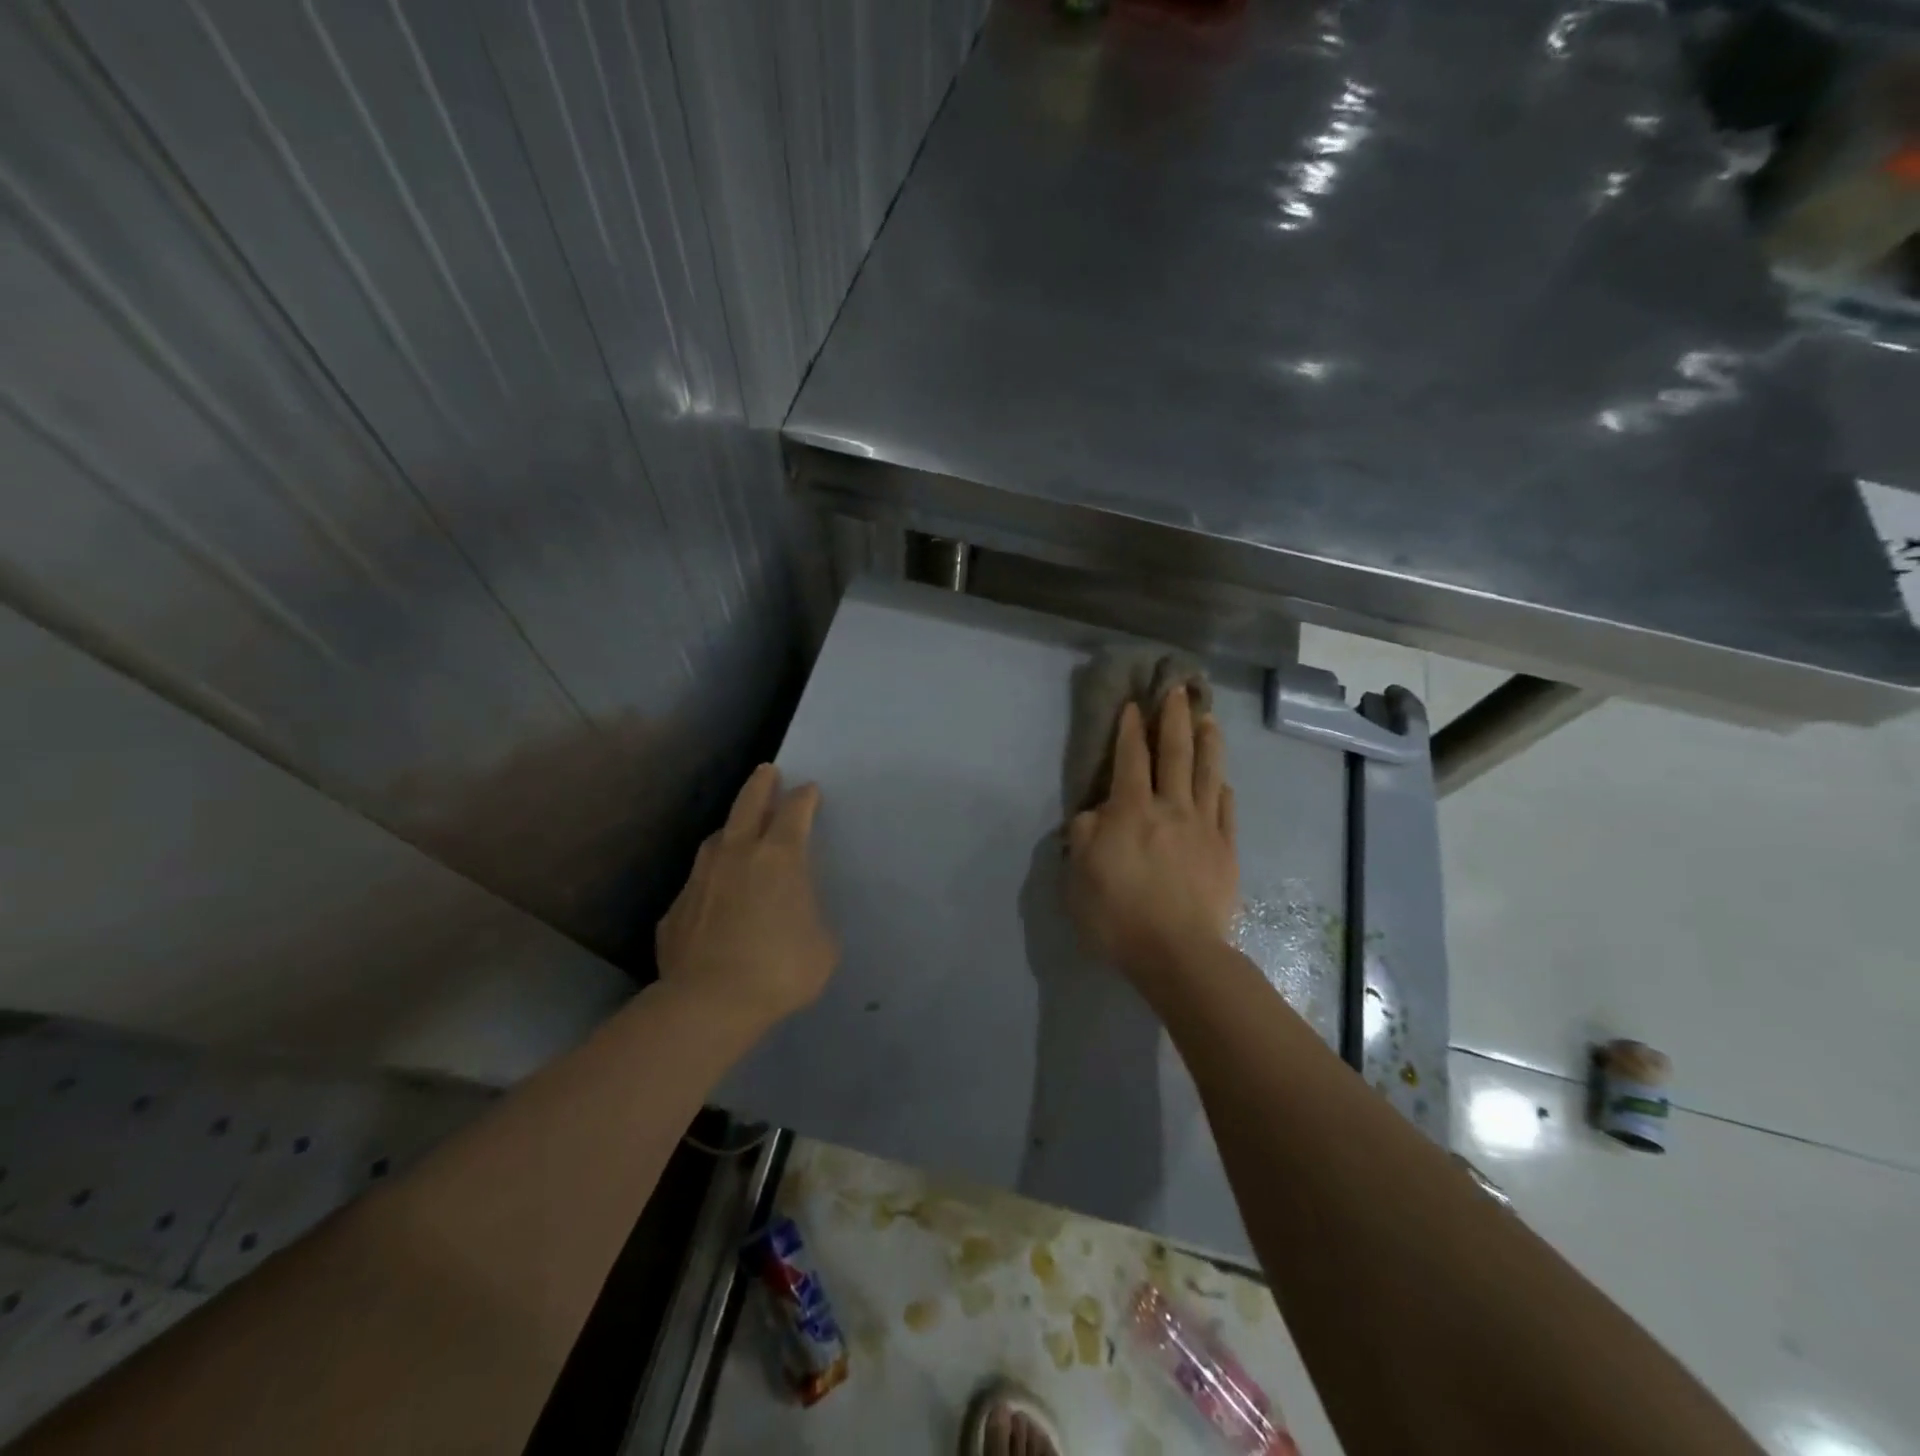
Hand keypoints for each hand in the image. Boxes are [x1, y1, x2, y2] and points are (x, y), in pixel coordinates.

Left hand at [655, 764, 838, 1031]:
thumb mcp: (822, 946)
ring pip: (717, 839)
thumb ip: (811, 918)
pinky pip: (698, 883)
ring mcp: (701, 879)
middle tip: (768, 770)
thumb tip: (797, 917)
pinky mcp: (676, 909)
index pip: (794, 812)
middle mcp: (738, 855)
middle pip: (748, 805)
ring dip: (731, 829)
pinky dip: (711, 881)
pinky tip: (714, 896)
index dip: (804, 798)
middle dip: (761, 785)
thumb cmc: (779, 969)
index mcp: (780, 857)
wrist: (709, 1003)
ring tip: (738, 831)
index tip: (809, 790)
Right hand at [1065, 691, 1238, 983]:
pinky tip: (1222, 780)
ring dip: (1207, 741)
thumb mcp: (1079, 875)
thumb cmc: (1118, 914)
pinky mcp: (1226, 850)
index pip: (1130, 758)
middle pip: (1175, 753)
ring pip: (1207, 773)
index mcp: (1132, 810)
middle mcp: (1171, 808)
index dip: (1130, 729)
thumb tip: (1096, 813)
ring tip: (1209, 717)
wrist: (1178, 953)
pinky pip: (1226, 810)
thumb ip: (1084, 835)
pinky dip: (1222, 789)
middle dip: (1174, 718)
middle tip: (1178, 690)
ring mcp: (1204, 827)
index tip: (1134, 705)